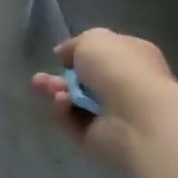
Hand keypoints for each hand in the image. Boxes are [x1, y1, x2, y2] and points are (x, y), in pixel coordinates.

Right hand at [32, 27, 177, 170]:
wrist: (137, 117)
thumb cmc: (120, 69)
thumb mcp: (92, 39)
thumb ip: (75, 45)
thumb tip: (66, 57)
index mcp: (134, 59)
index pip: (104, 56)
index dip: (79, 55)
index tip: (59, 56)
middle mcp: (126, 87)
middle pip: (84, 82)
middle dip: (58, 78)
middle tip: (40, 78)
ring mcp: (114, 115)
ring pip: (74, 102)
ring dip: (56, 92)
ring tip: (44, 87)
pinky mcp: (100, 138)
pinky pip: (73, 122)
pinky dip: (63, 112)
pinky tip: (63, 103)